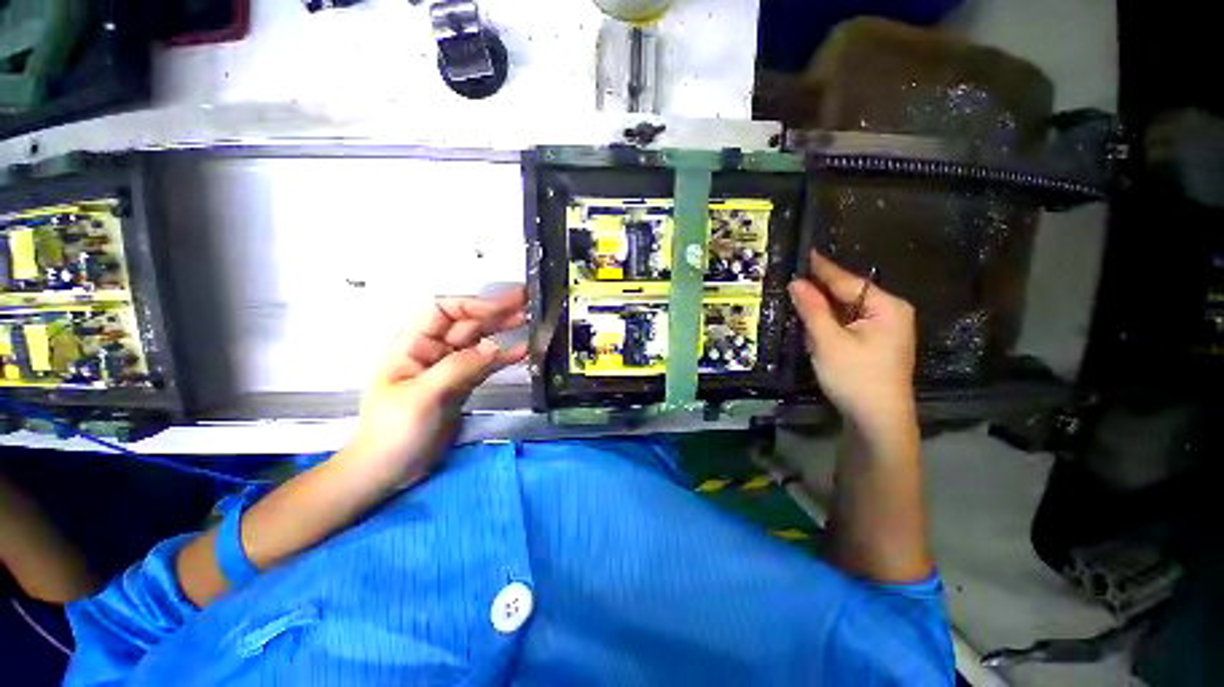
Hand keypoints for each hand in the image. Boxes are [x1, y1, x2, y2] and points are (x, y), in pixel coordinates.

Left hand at [345, 288, 528, 484]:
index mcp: (413, 344)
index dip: (473, 305)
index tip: (502, 307)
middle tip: (527, 303)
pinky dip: (503, 357)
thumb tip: (494, 346)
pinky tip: (523, 352)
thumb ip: (458, 367)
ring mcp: (450, 367)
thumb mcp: (422, 396)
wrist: (390, 468)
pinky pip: (486, 364)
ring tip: (530, 321)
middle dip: (495, 312)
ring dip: (503, 330)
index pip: (443, 310)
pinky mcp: (462, 384)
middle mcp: (433, 350)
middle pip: (466, 323)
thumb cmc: (394, 430)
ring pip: (480, 341)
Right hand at [788, 251, 916, 433]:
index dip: (821, 269)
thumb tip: (797, 282)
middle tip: (791, 278)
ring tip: (795, 295)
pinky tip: (811, 321)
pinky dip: (828, 322)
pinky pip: (847, 324)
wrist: (876, 421)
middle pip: (848, 295)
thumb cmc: (855, 378)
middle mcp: (889, 313)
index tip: (803, 252)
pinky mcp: (874, 344)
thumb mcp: (828, 342)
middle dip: (820, 291)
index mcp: (887, 307)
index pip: (847, 281)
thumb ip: (813, 309)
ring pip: (845, 311)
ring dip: (822, 308)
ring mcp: (883, 330)